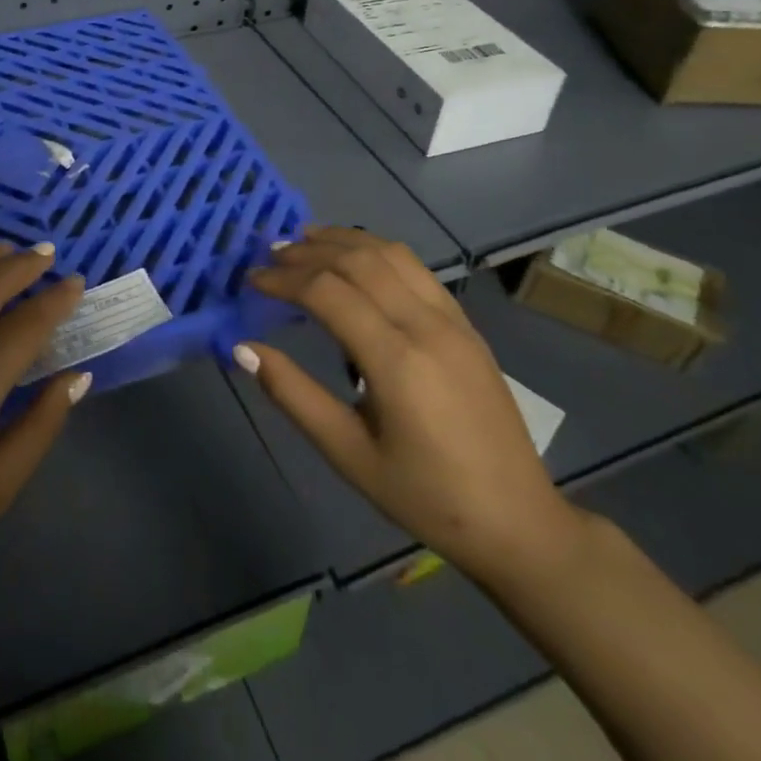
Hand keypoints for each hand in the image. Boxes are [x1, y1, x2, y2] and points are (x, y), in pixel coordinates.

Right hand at [237, 228, 581, 584]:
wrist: (517, 520)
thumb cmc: (425, 496)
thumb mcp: (348, 453)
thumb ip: (293, 394)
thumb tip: (243, 348)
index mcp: (396, 361)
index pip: (328, 292)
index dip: (283, 279)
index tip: (251, 280)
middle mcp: (426, 326)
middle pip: (358, 261)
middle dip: (308, 251)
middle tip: (269, 256)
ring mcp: (452, 320)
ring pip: (391, 254)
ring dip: (343, 240)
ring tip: (305, 242)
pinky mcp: (466, 324)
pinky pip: (416, 269)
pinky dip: (377, 251)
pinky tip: (356, 260)